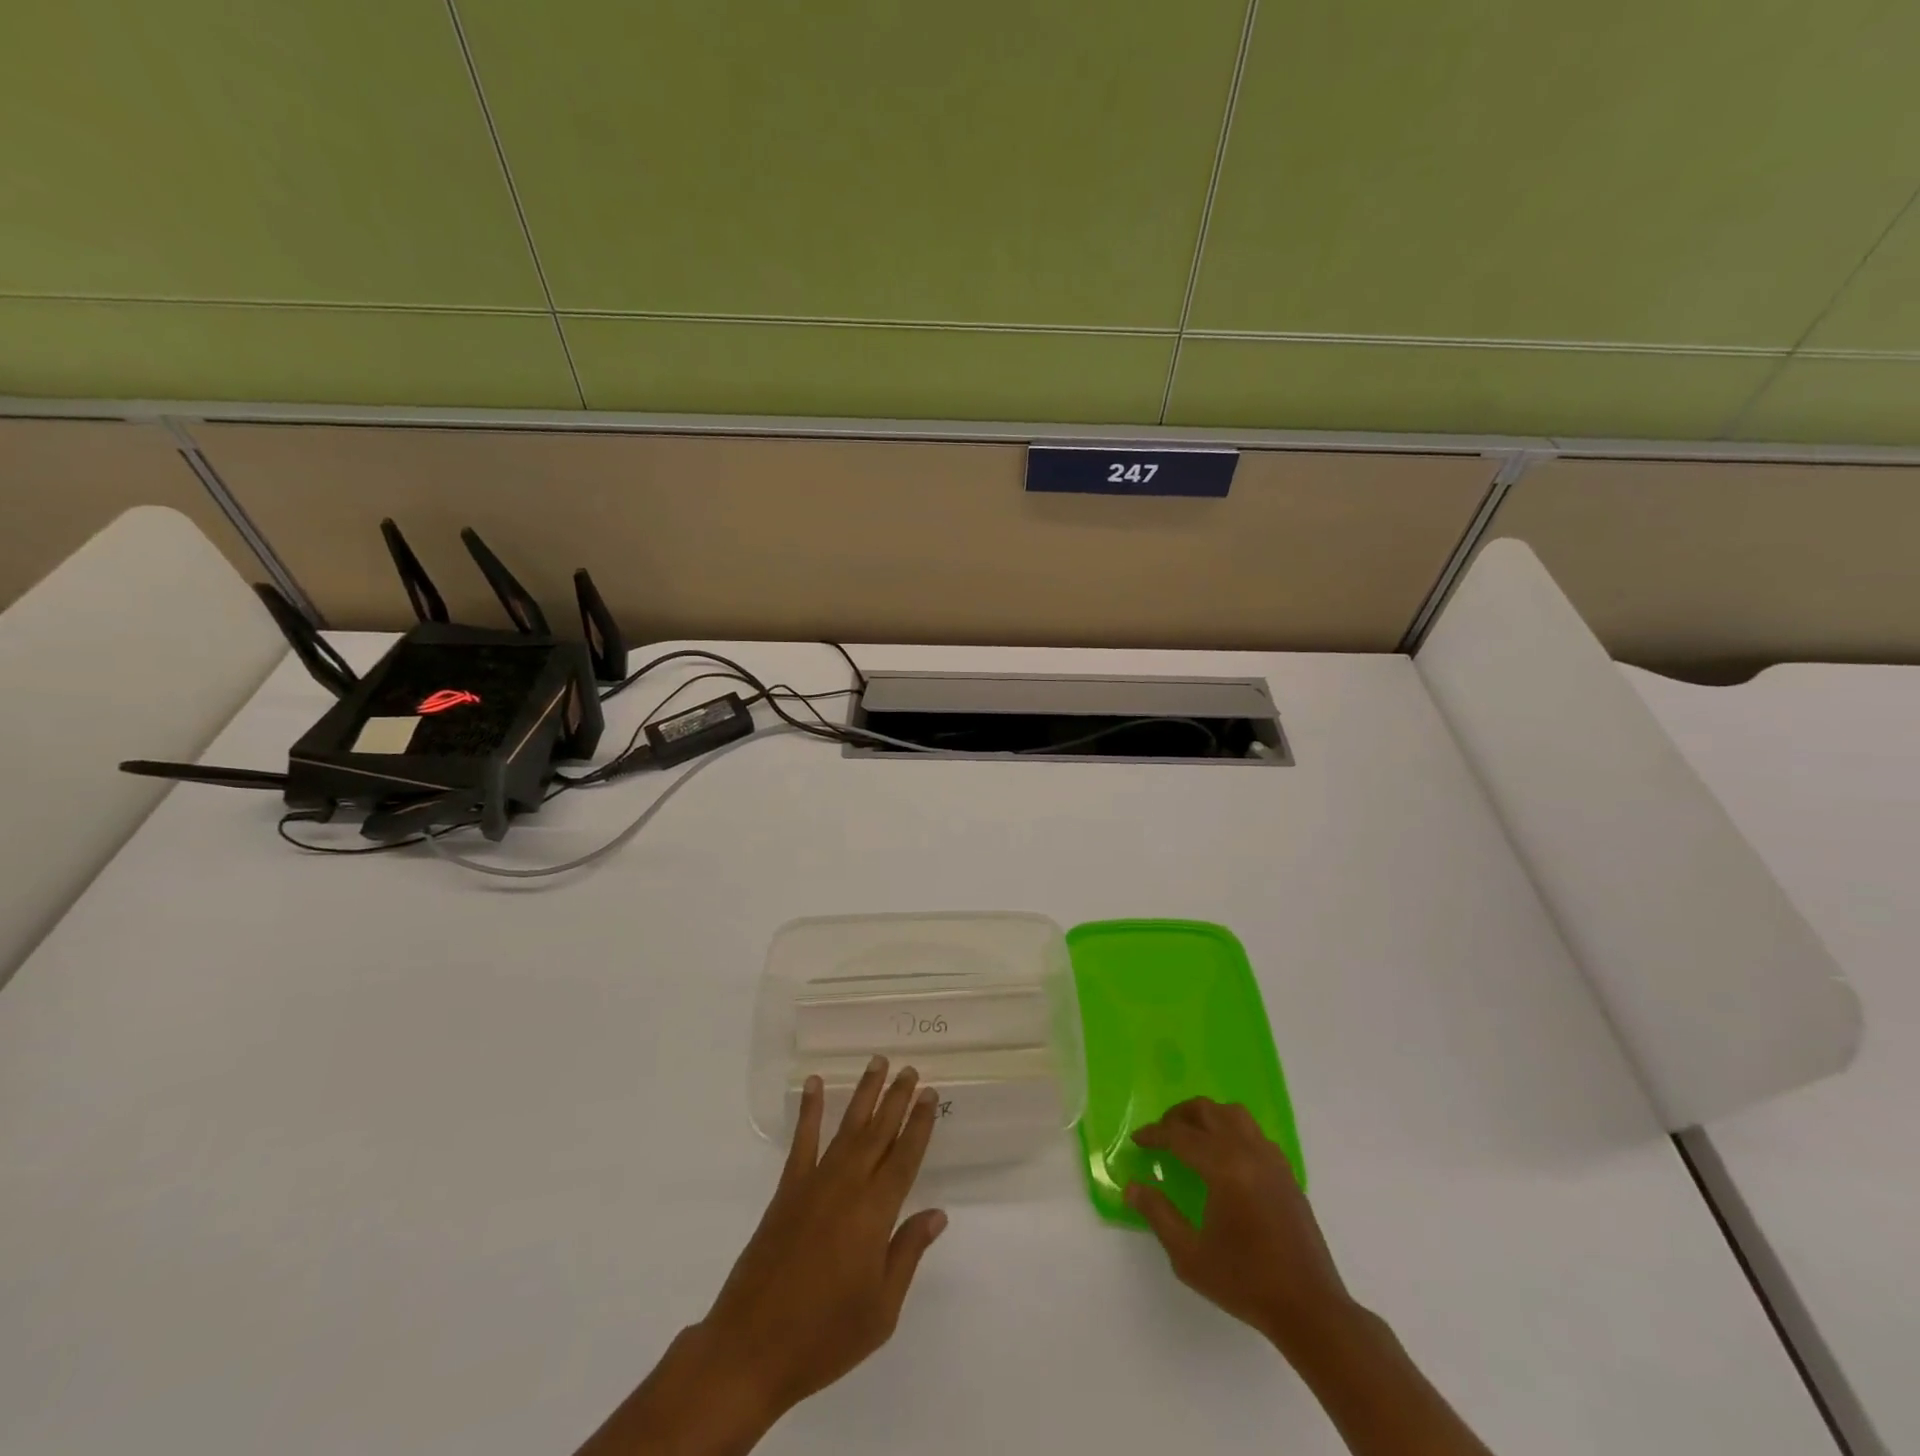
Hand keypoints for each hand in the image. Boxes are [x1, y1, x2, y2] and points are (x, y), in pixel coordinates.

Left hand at [575, 1057, 945, 1455]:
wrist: (751, 1348)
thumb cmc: (824, 1336)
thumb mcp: (881, 1311)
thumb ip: (907, 1253)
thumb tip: (937, 1213)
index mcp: (875, 1213)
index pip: (905, 1157)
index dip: (919, 1125)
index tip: (930, 1095)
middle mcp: (847, 1187)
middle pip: (879, 1132)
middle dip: (897, 1098)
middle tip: (910, 1069)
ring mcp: (814, 1183)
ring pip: (846, 1127)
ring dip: (864, 1093)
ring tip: (877, 1063)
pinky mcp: (786, 1190)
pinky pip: (801, 1141)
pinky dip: (809, 1110)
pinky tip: (814, 1084)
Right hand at [1126, 1097, 1351, 1354]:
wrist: (1310, 1309)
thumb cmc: (1245, 1283)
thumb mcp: (1190, 1256)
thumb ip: (1158, 1215)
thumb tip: (1132, 1186)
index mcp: (1224, 1168)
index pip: (1180, 1135)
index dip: (1154, 1134)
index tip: (1137, 1141)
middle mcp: (1248, 1152)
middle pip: (1208, 1111)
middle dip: (1179, 1116)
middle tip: (1162, 1135)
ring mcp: (1272, 1160)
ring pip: (1234, 1114)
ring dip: (1208, 1117)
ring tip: (1192, 1138)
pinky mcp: (1287, 1173)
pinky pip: (1254, 1134)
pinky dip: (1232, 1131)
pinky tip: (1225, 1159)